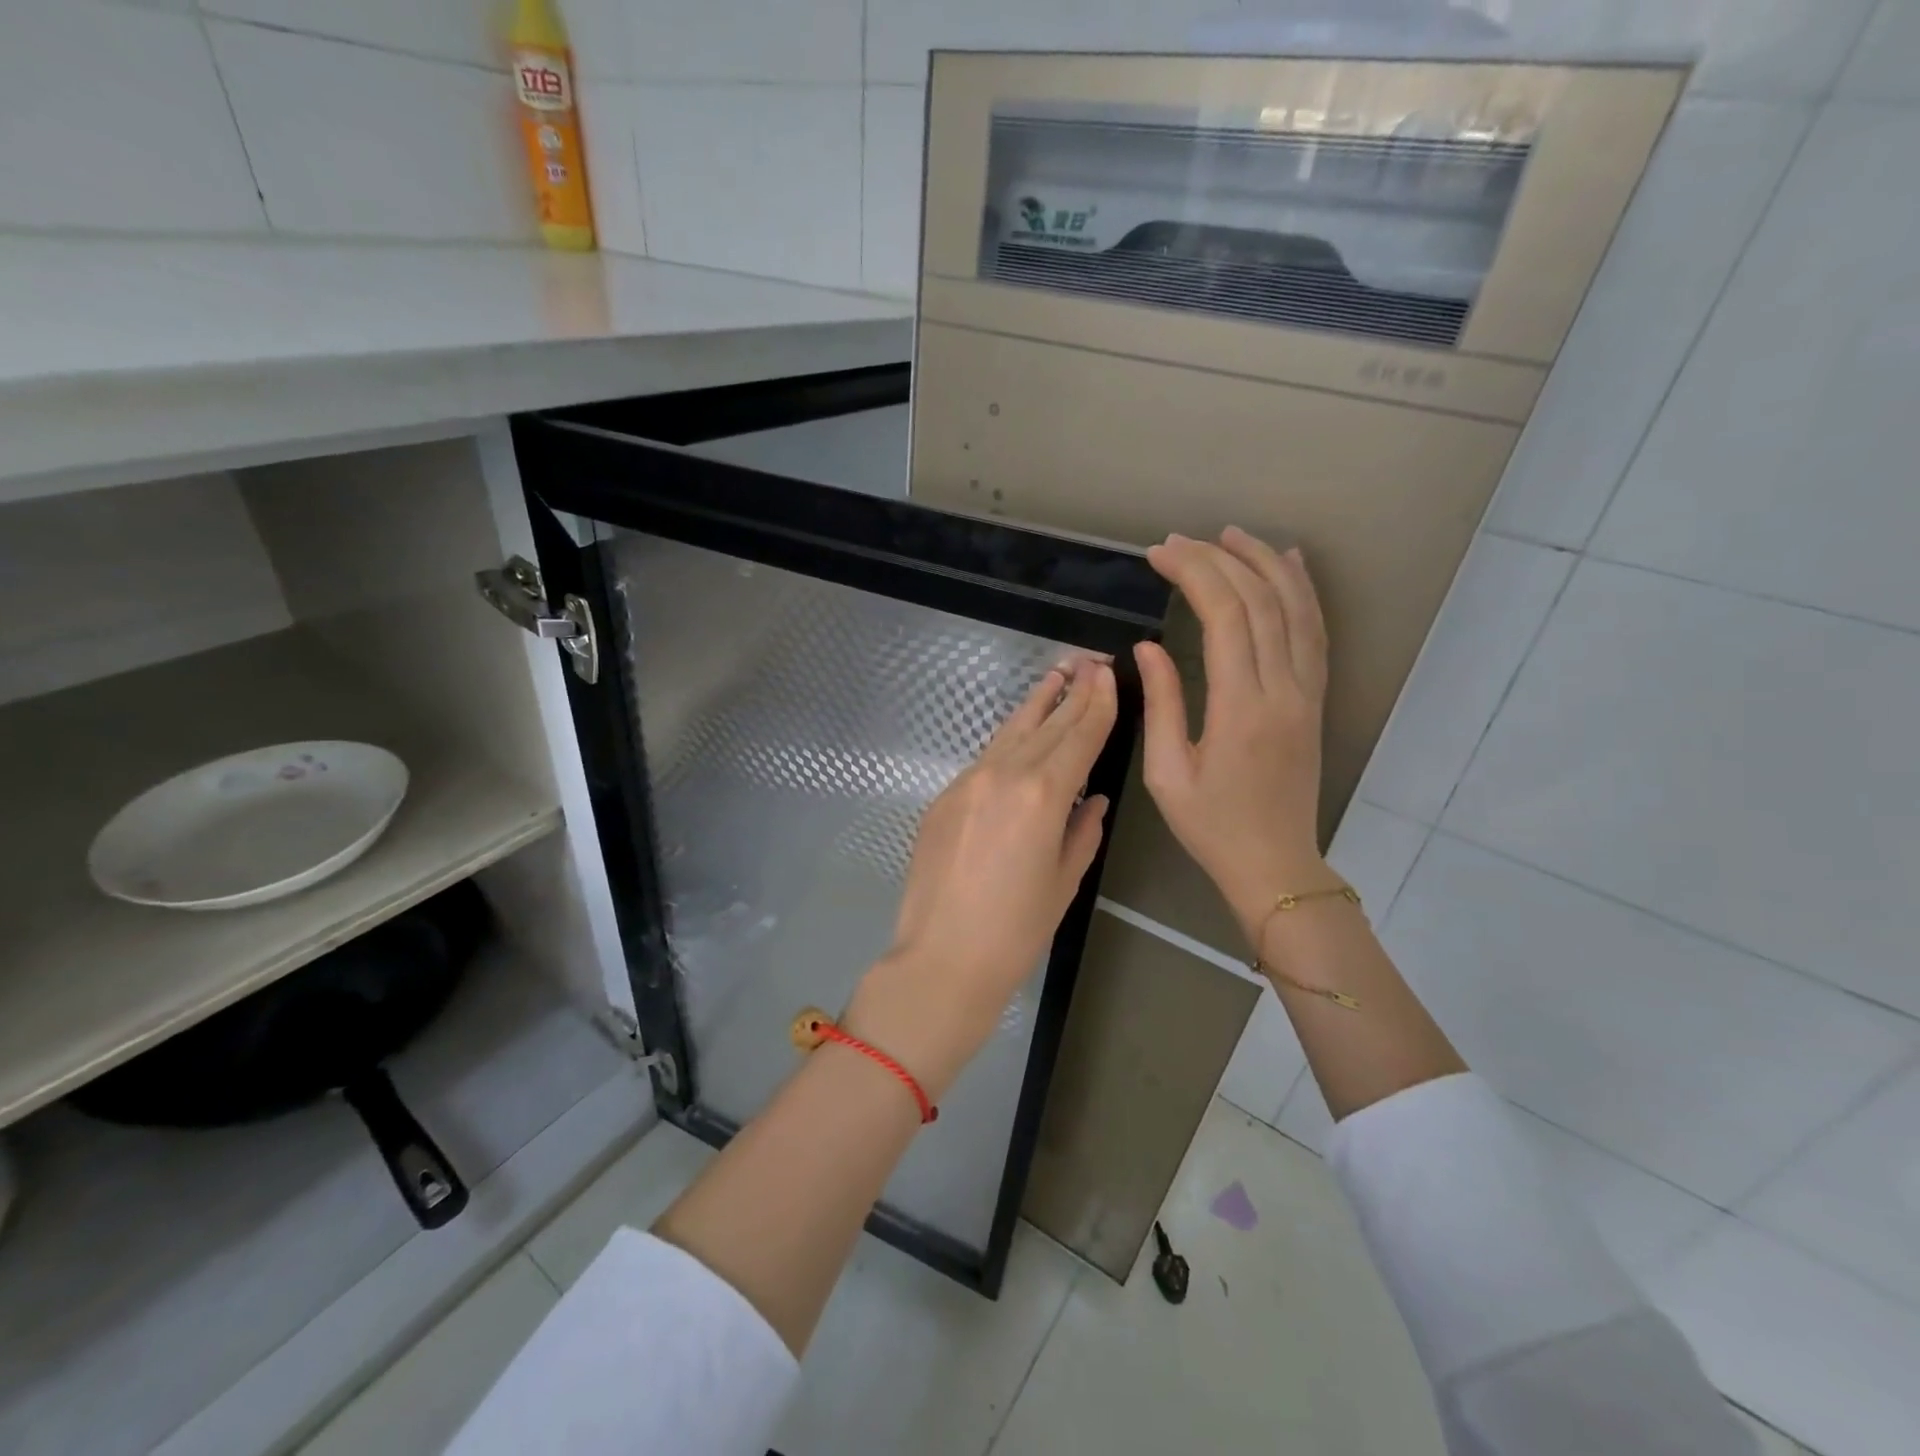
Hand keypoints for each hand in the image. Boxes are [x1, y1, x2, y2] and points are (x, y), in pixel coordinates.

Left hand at [847, 661, 1117, 1097]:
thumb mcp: (1064, 881)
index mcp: (1043, 794)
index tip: (1108, 675)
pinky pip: (984, 758)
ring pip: (1009, 732)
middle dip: (1071, 693)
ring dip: (1035, 704)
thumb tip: (1091, 799)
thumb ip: (1083, 830)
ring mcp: (967, 782)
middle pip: (1046, 724)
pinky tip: (1019, 733)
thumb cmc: (1016, 930)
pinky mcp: (943, 797)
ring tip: (1055, 676)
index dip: (1097, 704)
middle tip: (1089, 662)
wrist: (942, 957)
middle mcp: (1004, 774)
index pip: (1079, 736)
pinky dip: (1008, 740)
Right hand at [1134, 528, 1337, 938]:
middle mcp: (1282, 689)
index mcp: (1241, 707)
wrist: (1274, 864)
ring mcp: (1306, 692)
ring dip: (1264, 563)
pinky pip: (1315, 632)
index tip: (1159, 554)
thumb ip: (1162, 702)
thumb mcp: (1168, 772)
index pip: (1224, 616)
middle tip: (1179, 541)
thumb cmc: (1211, 826)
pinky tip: (1289, 564)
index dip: (1194, 573)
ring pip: (1295, 608)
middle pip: (1259, 601)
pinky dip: (1303, 591)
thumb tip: (1147, 645)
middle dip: (1218, 559)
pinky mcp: (1314, 699)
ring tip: (1231, 534)